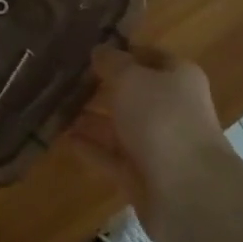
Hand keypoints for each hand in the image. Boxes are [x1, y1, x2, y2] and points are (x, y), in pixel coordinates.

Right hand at [68, 43, 234, 241]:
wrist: (187, 192)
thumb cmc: (162, 119)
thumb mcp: (131, 78)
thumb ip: (112, 63)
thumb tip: (99, 51)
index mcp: (179, 78)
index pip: (149, 57)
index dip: (122, 52)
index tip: (89, 49)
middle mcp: (171, 109)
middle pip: (133, 93)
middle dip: (102, 86)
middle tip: (64, 77)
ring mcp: (157, 145)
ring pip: (119, 126)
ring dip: (91, 117)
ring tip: (55, 105)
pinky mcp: (141, 176)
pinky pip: (110, 156)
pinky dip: (90, 147)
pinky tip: (62, 136)